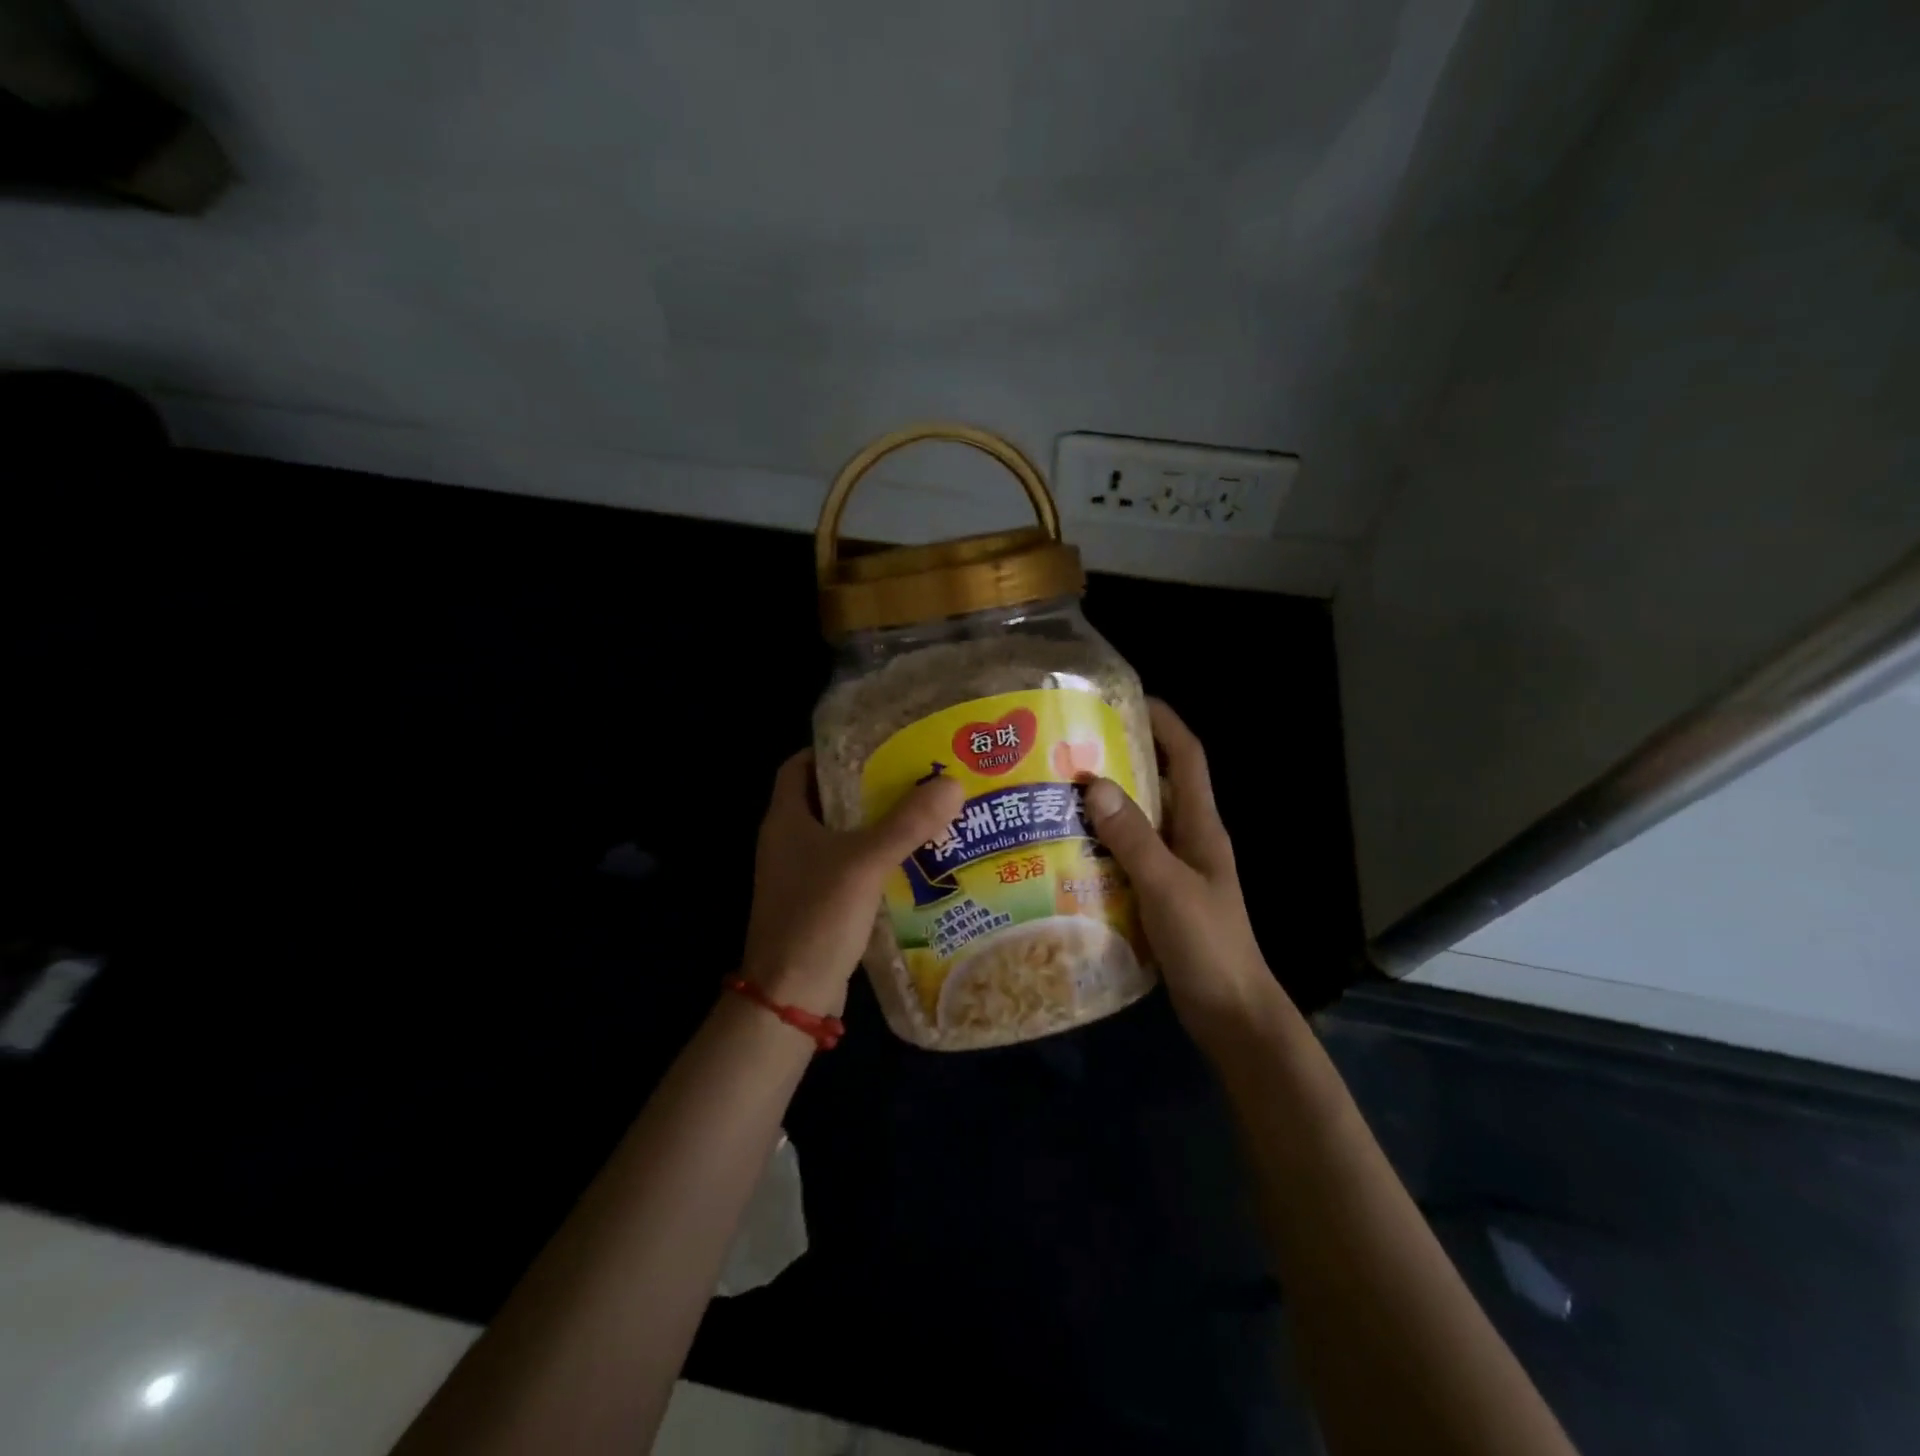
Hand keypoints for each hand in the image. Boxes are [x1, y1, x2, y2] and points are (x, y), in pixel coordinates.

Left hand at [739, 750, 965, 1014]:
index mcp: (786, 819)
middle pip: (826, 798)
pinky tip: (913, 859)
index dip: (831, 750)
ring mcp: (801, 875)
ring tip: (923, 811)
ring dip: (876, 824)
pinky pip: (850, 868)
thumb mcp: (865, 863)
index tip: (875, 743)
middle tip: (913, 774)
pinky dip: (876, 859)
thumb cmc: (816, 917)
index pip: (799, 765)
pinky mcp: (818, 903)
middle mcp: (788, 842)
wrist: (791, 996)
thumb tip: (953, 784)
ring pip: (841, 835)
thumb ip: (907, 823)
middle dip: (867, 786)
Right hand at [1083, 699, 1281, 1050]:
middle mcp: (1188, 839)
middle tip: (1067, 750)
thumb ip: (1133, 839)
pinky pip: (1125, 858)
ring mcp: (1174, 869)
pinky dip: (1099, 848)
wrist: (1231, 1013)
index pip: (1187, 757)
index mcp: (1200, 826)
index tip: (1125, 700)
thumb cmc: (1209, 945)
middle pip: (1157, 784)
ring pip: (1137, 823)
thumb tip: (1093, 783)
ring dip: (1104, 806)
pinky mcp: (1158, 896)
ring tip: (1054, 794)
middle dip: (1120, 761)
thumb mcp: (1167, 887)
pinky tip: (1063, 853)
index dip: (1163, 722)